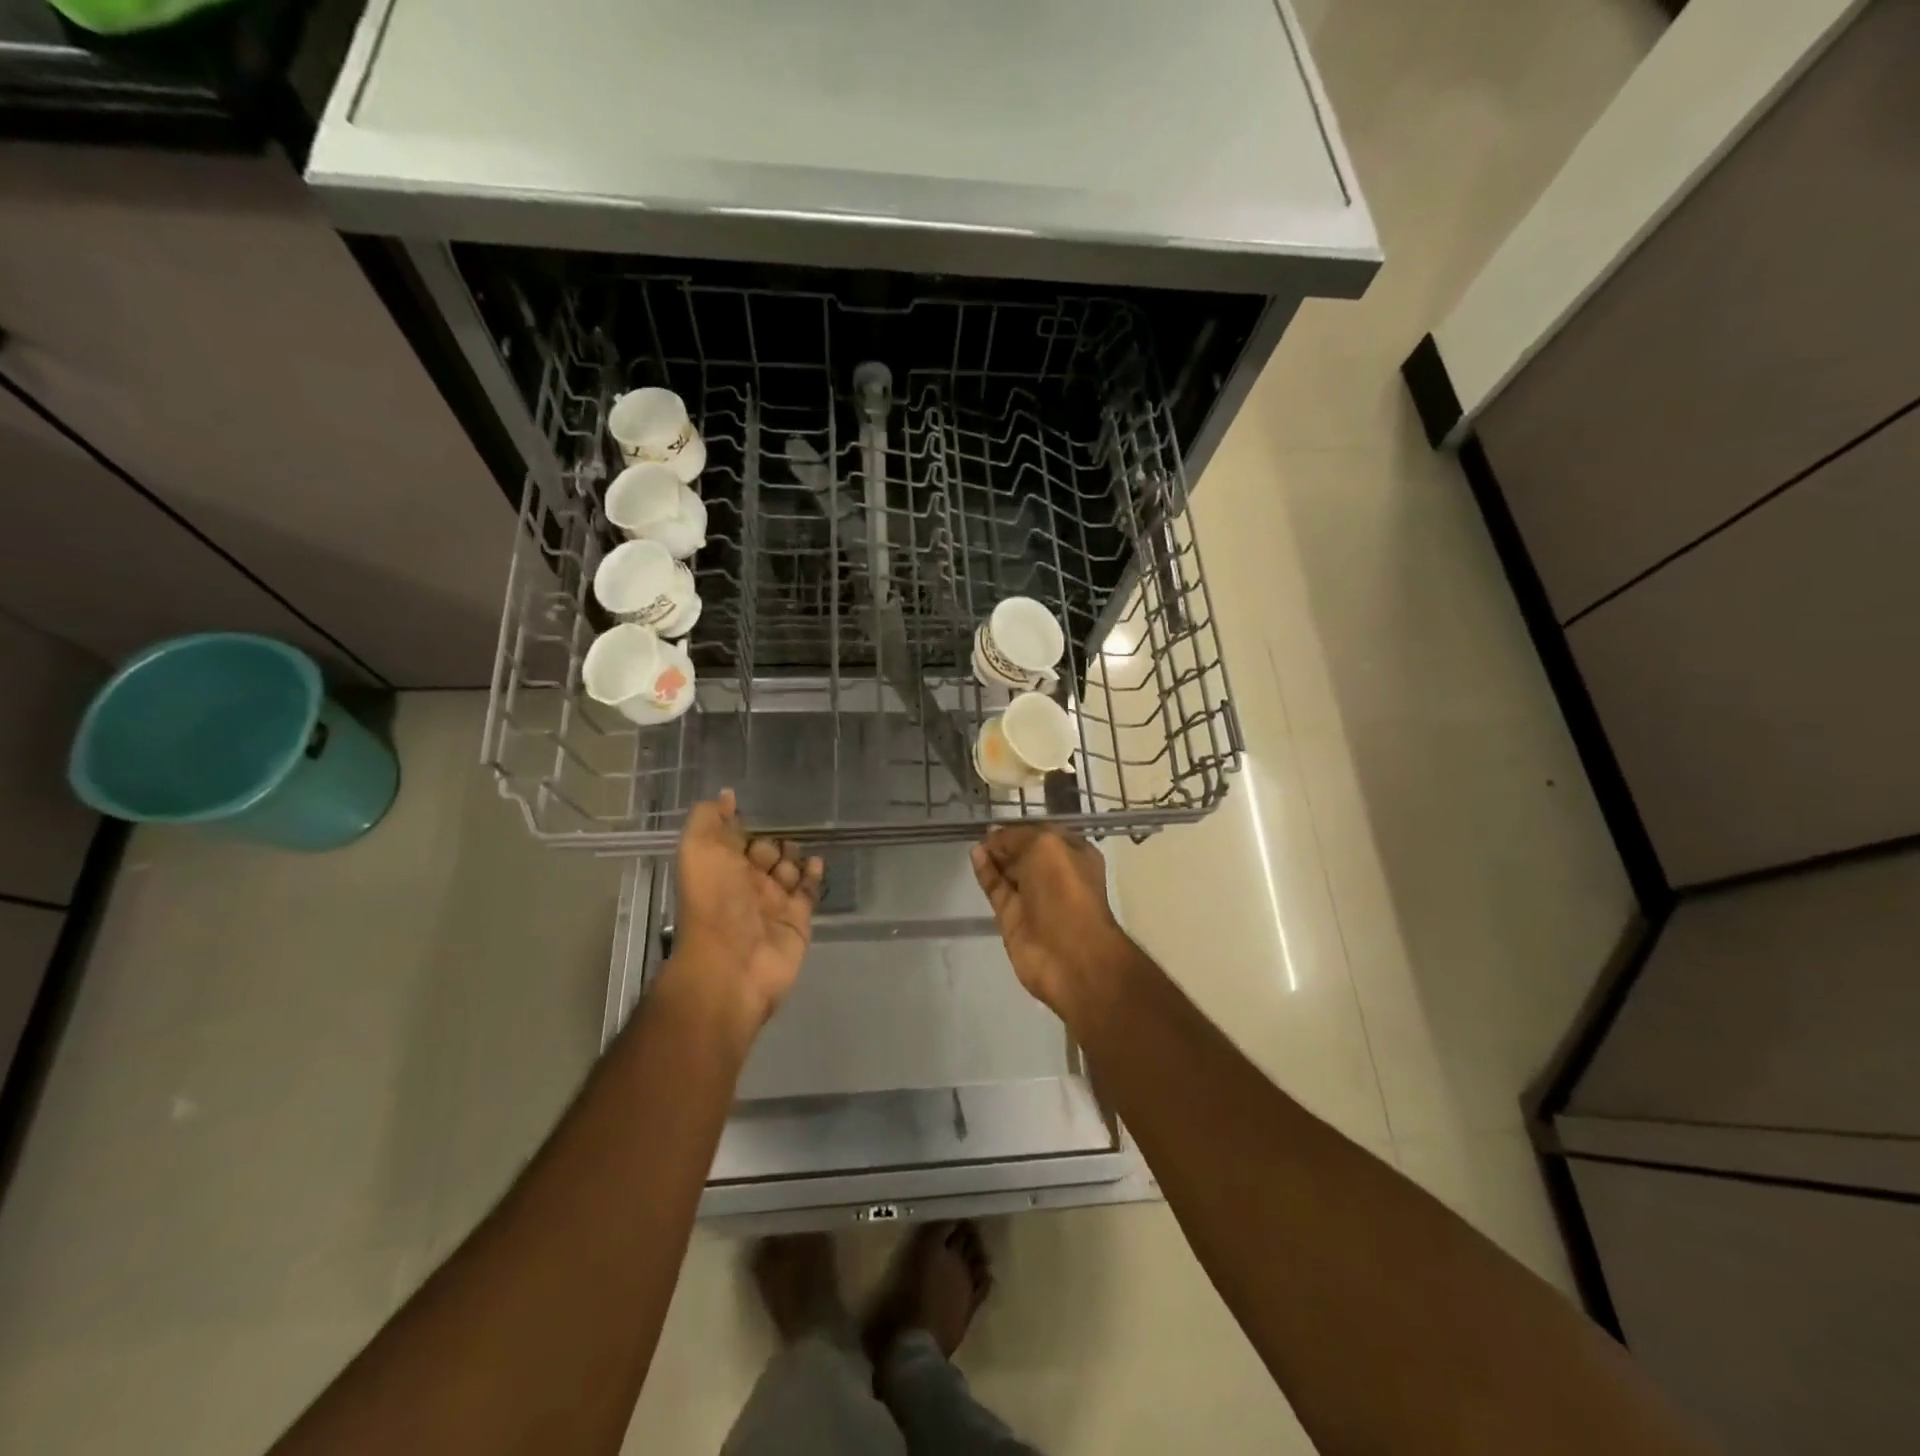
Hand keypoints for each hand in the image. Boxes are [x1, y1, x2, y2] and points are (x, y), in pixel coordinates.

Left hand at [668, 790, 823, 1032]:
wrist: (733, 963)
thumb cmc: (713, 902)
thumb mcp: (699, 850)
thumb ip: (709, 819)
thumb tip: (726, 795)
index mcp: (719, 868)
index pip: (734, 839)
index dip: (741, 823)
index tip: (753, 804)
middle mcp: (745, 885)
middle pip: (764, 854)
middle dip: (772, 840)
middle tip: (785, 827)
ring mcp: (773, 903)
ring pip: (788, 870)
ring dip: (793, 855)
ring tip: (799, 845)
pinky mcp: (797, 920)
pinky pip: (808, 892)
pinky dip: (814, 876)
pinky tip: (818, 861)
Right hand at [971, 827, 1128, 1014]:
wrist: (1070, 956)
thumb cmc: (1066, 891)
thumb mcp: (1045, 847)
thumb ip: (1016, 837)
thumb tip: (993, 835)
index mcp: (1074, 854)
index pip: (1043, 833)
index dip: (1021, 827)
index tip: (999, 821)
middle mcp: (1055, 875)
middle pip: (1025, 852)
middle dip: (1006, 841)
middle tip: (983, 832)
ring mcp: (1033, 898)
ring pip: (1009, 871)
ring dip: (993, 855)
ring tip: (976, 842)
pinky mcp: (1013, 918)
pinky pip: (996, 889)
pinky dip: (985, 873)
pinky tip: (975, 856)